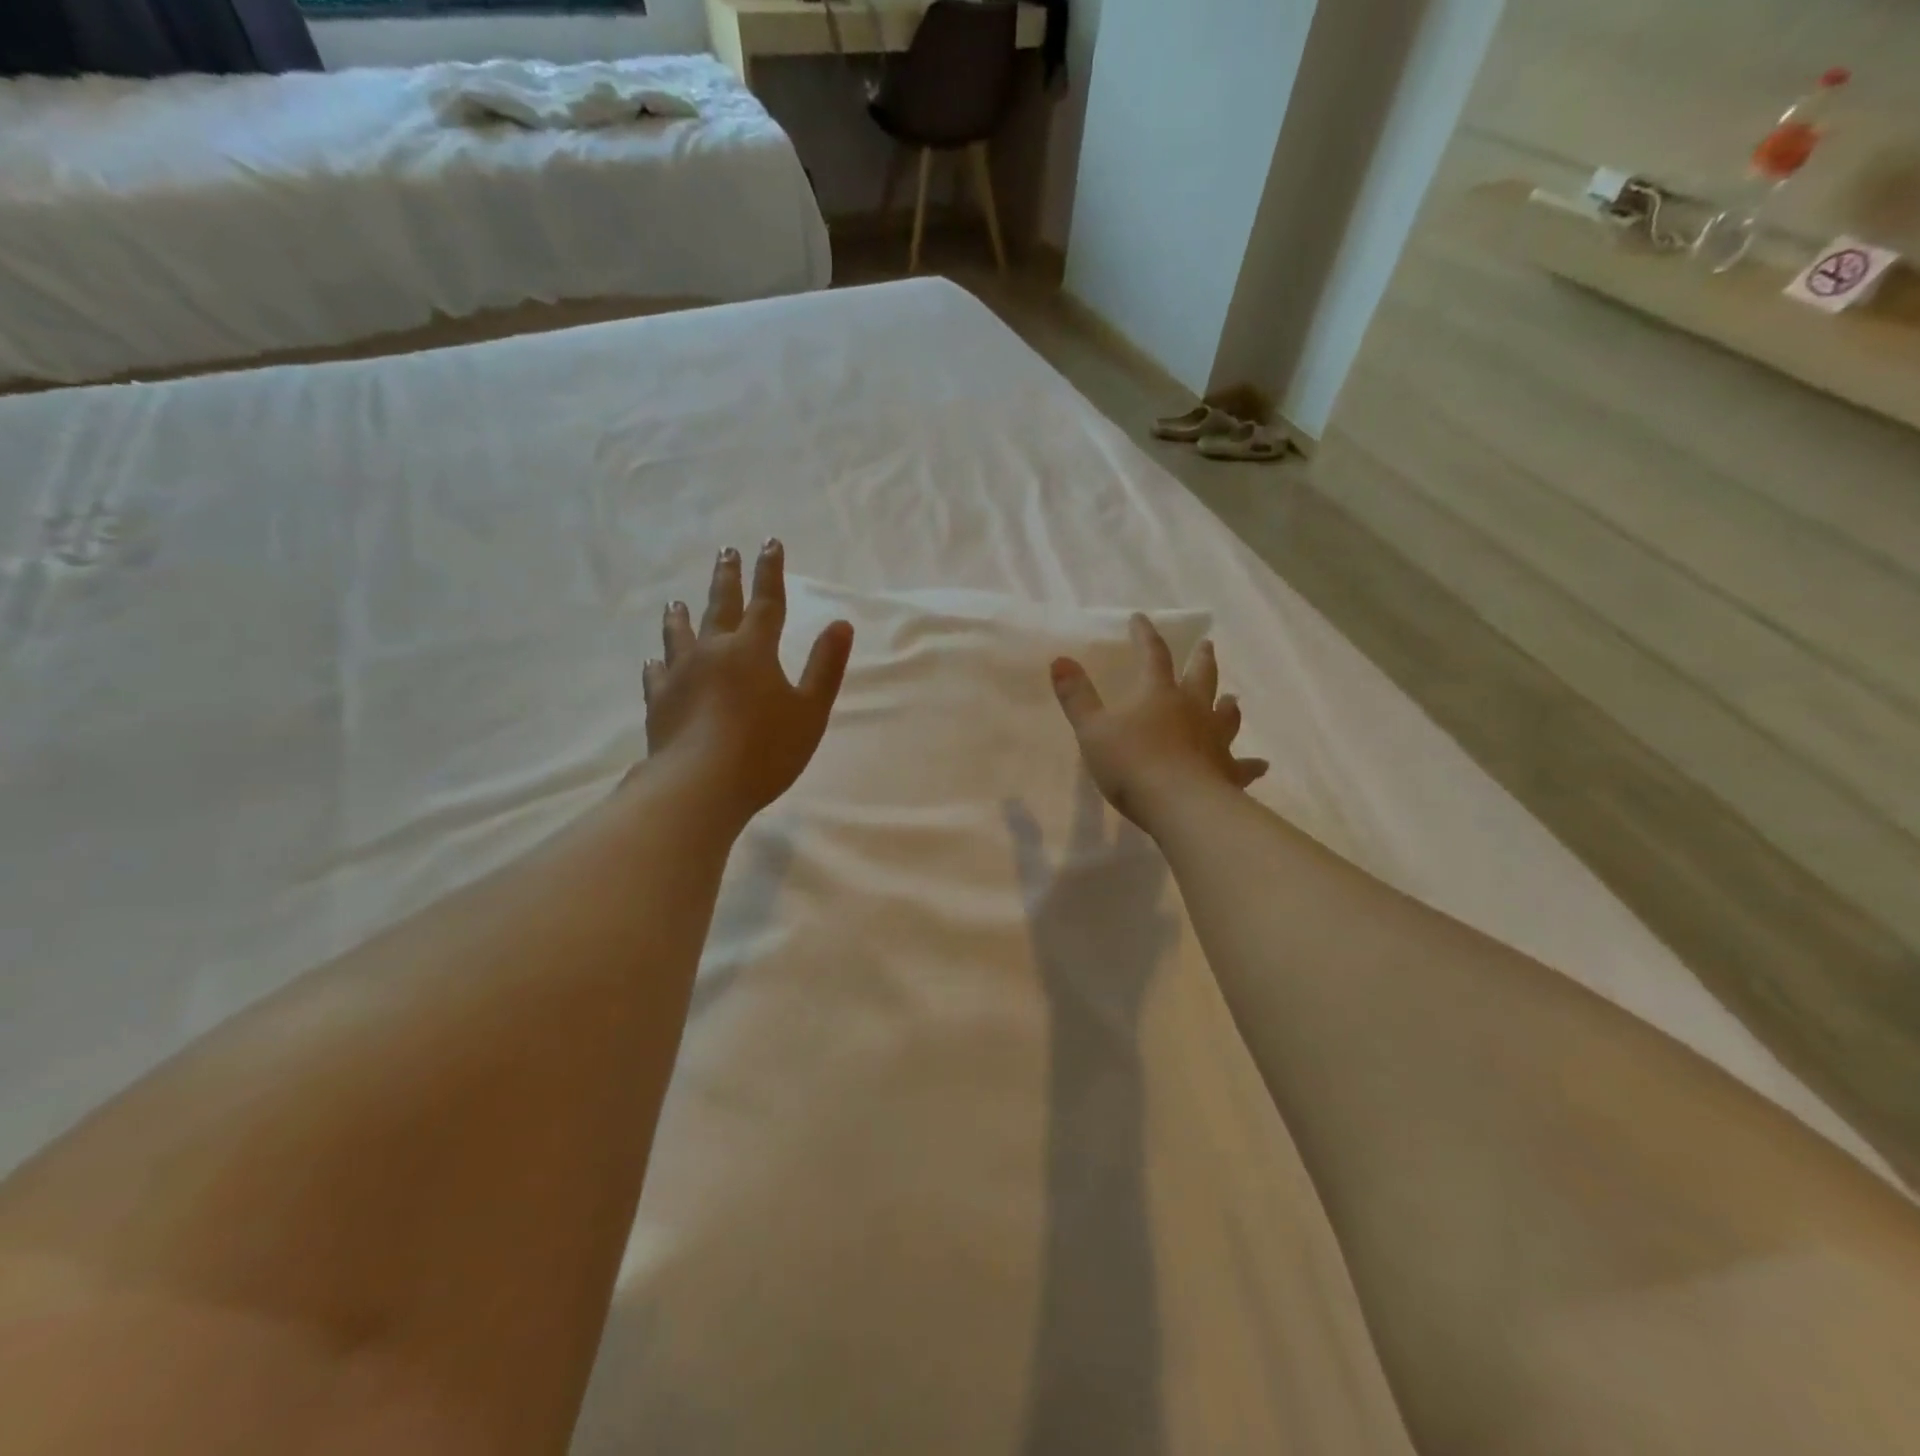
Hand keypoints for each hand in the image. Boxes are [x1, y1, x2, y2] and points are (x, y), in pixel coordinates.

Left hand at [637, 541, 852, 828]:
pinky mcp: (659, 701)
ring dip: (682, 615)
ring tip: (677, 601)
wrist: (700, 785)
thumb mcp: (810, 710)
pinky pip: (657, 673)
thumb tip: (840, 623)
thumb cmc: (766, 749)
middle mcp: (713, 651)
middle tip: (725, 551)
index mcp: (753, 650)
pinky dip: (658, 663)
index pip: (766, 601)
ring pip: (680, 634)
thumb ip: (825, 666)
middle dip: (727, 578)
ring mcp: (681, 674)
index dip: (770, 571)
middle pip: (721, 607)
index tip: (768, 543)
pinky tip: (654, 661)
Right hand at [1050, 615, 1266, 830]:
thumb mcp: (1092, 730)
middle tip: (1207, 646)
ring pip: (1226, 715)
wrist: (1179, 805)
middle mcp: (1192, 709)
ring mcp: (1214, 740)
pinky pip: (1242, 765)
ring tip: (1232, 700)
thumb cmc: (1131, 764)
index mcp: (1158, 694)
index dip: (1146, 635)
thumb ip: (1076, 696)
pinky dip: (1251, 764)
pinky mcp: (1228, 771)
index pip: (1153, 655)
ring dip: (1228, 706)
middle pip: (1201, 677)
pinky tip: (1260, 765)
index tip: (1141, 619)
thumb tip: (1060, 660)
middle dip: (1201, 659)